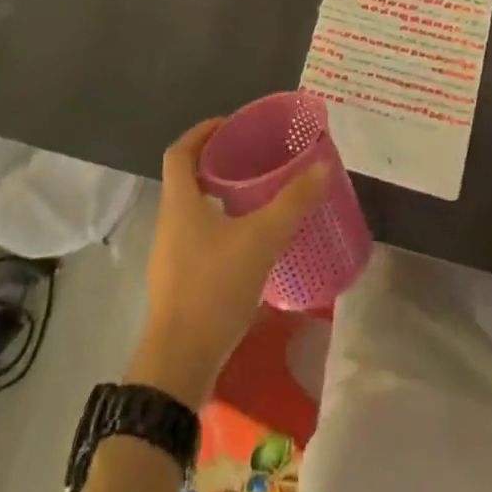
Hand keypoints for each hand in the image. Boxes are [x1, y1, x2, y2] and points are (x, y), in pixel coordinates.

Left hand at [130, 118, 328, 407]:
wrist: (178, 366)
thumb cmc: (213, 289)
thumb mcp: (260, 240)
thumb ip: (292, 203)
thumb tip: (322, 167)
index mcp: (179, 202)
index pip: (180, 151)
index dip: (202, 132)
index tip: (230, 125)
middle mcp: (169, 222)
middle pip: (186, 179)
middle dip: (217, 164)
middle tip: (253, 159)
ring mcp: (169, 257)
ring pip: (192, 211)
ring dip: (218, 198)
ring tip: (256, 198)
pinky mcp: (177, 285)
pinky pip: (197, 241)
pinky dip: (219, 230)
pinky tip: (248, 245)